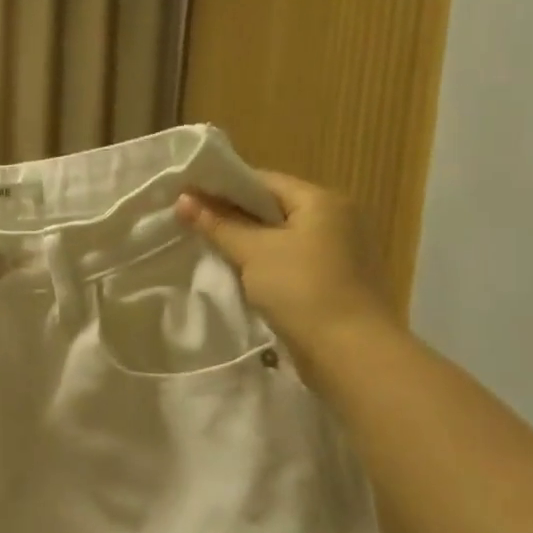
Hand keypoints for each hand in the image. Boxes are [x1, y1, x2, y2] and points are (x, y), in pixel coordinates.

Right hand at [176, 171, 395, 361]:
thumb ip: (217, 223)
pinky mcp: (333, 278)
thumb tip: (182, 198)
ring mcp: (338, 250)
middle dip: (232, 214)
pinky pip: (290, 258)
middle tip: (191, 222)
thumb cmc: (301, 289)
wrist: (349, 351)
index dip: (223, 187)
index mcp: (322, 200)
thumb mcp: (252, 252)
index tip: (188, 197)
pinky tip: (239, 271)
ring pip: (280, 235)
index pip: (263, 181)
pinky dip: (264, 261)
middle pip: (272, 206)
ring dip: (247, 240)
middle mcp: (336, 217)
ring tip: (209, 246)